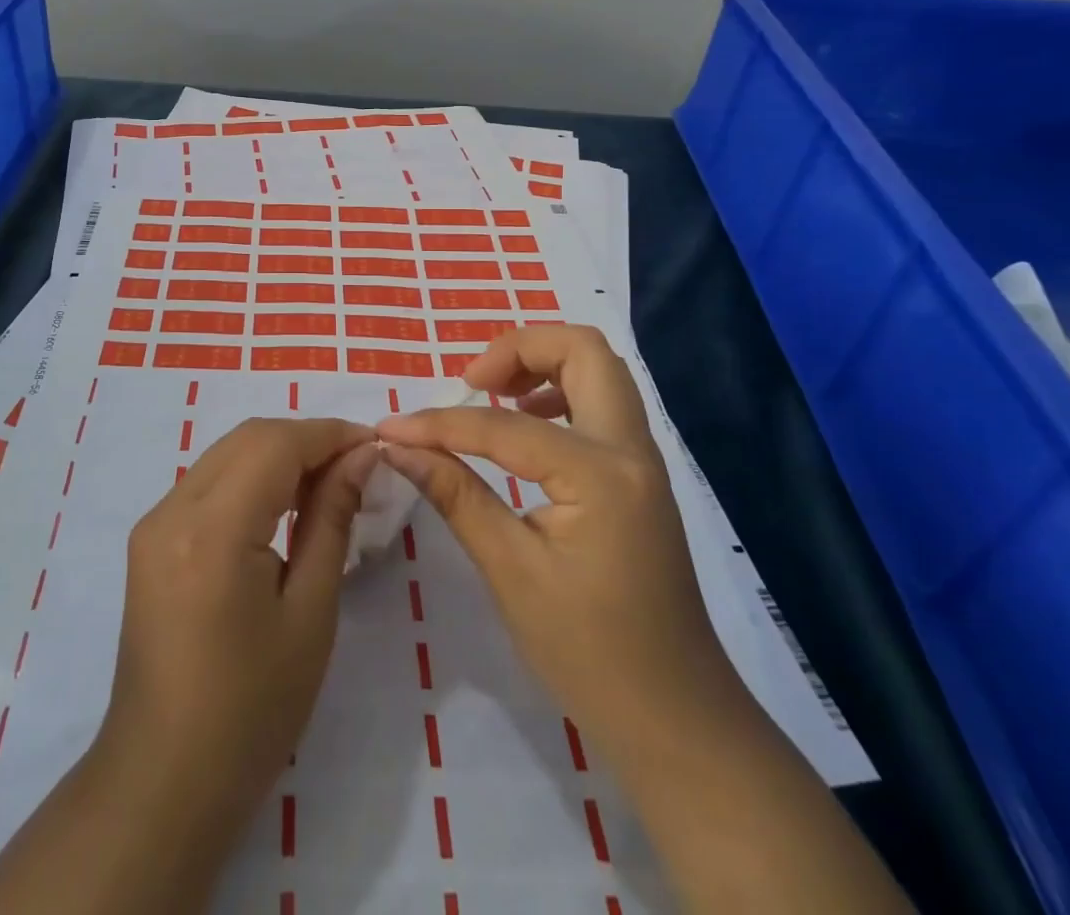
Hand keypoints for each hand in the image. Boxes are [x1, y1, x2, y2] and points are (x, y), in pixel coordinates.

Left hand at [97, 417, 376, 832]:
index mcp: (212, 530)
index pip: (275, 444)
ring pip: (226, 454)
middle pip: (247, 438)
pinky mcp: (150, 539)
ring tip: (327, 484)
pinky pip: (208, 482)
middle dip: (305, 440)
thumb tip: (359, 458)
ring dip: (278, 455)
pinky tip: (281, 506)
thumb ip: (331, 520)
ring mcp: (154, 522)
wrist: (163, 780)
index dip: (329, 434)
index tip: (374, 445)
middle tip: (355, 466)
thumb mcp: (309, 614)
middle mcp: (172, 509)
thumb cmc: (251, 710)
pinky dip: (250, 478)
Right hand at [377, 325, 732, 753]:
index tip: (391, 428)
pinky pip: (602, 403)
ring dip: (543, 365)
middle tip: (470, 382)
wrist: (677, 720)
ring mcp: (643, 460)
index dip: (439, 423)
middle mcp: (631, 450)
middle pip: (584, 350)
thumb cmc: (589, 654)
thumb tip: (398, 447)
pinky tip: (526, 428)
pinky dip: (560, 393)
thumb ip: (455, 495)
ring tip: (493, 397)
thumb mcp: (510, 572)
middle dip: (518, 348)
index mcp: (600, 475)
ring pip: (599, 369)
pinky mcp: (640, 476)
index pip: (503, 426)